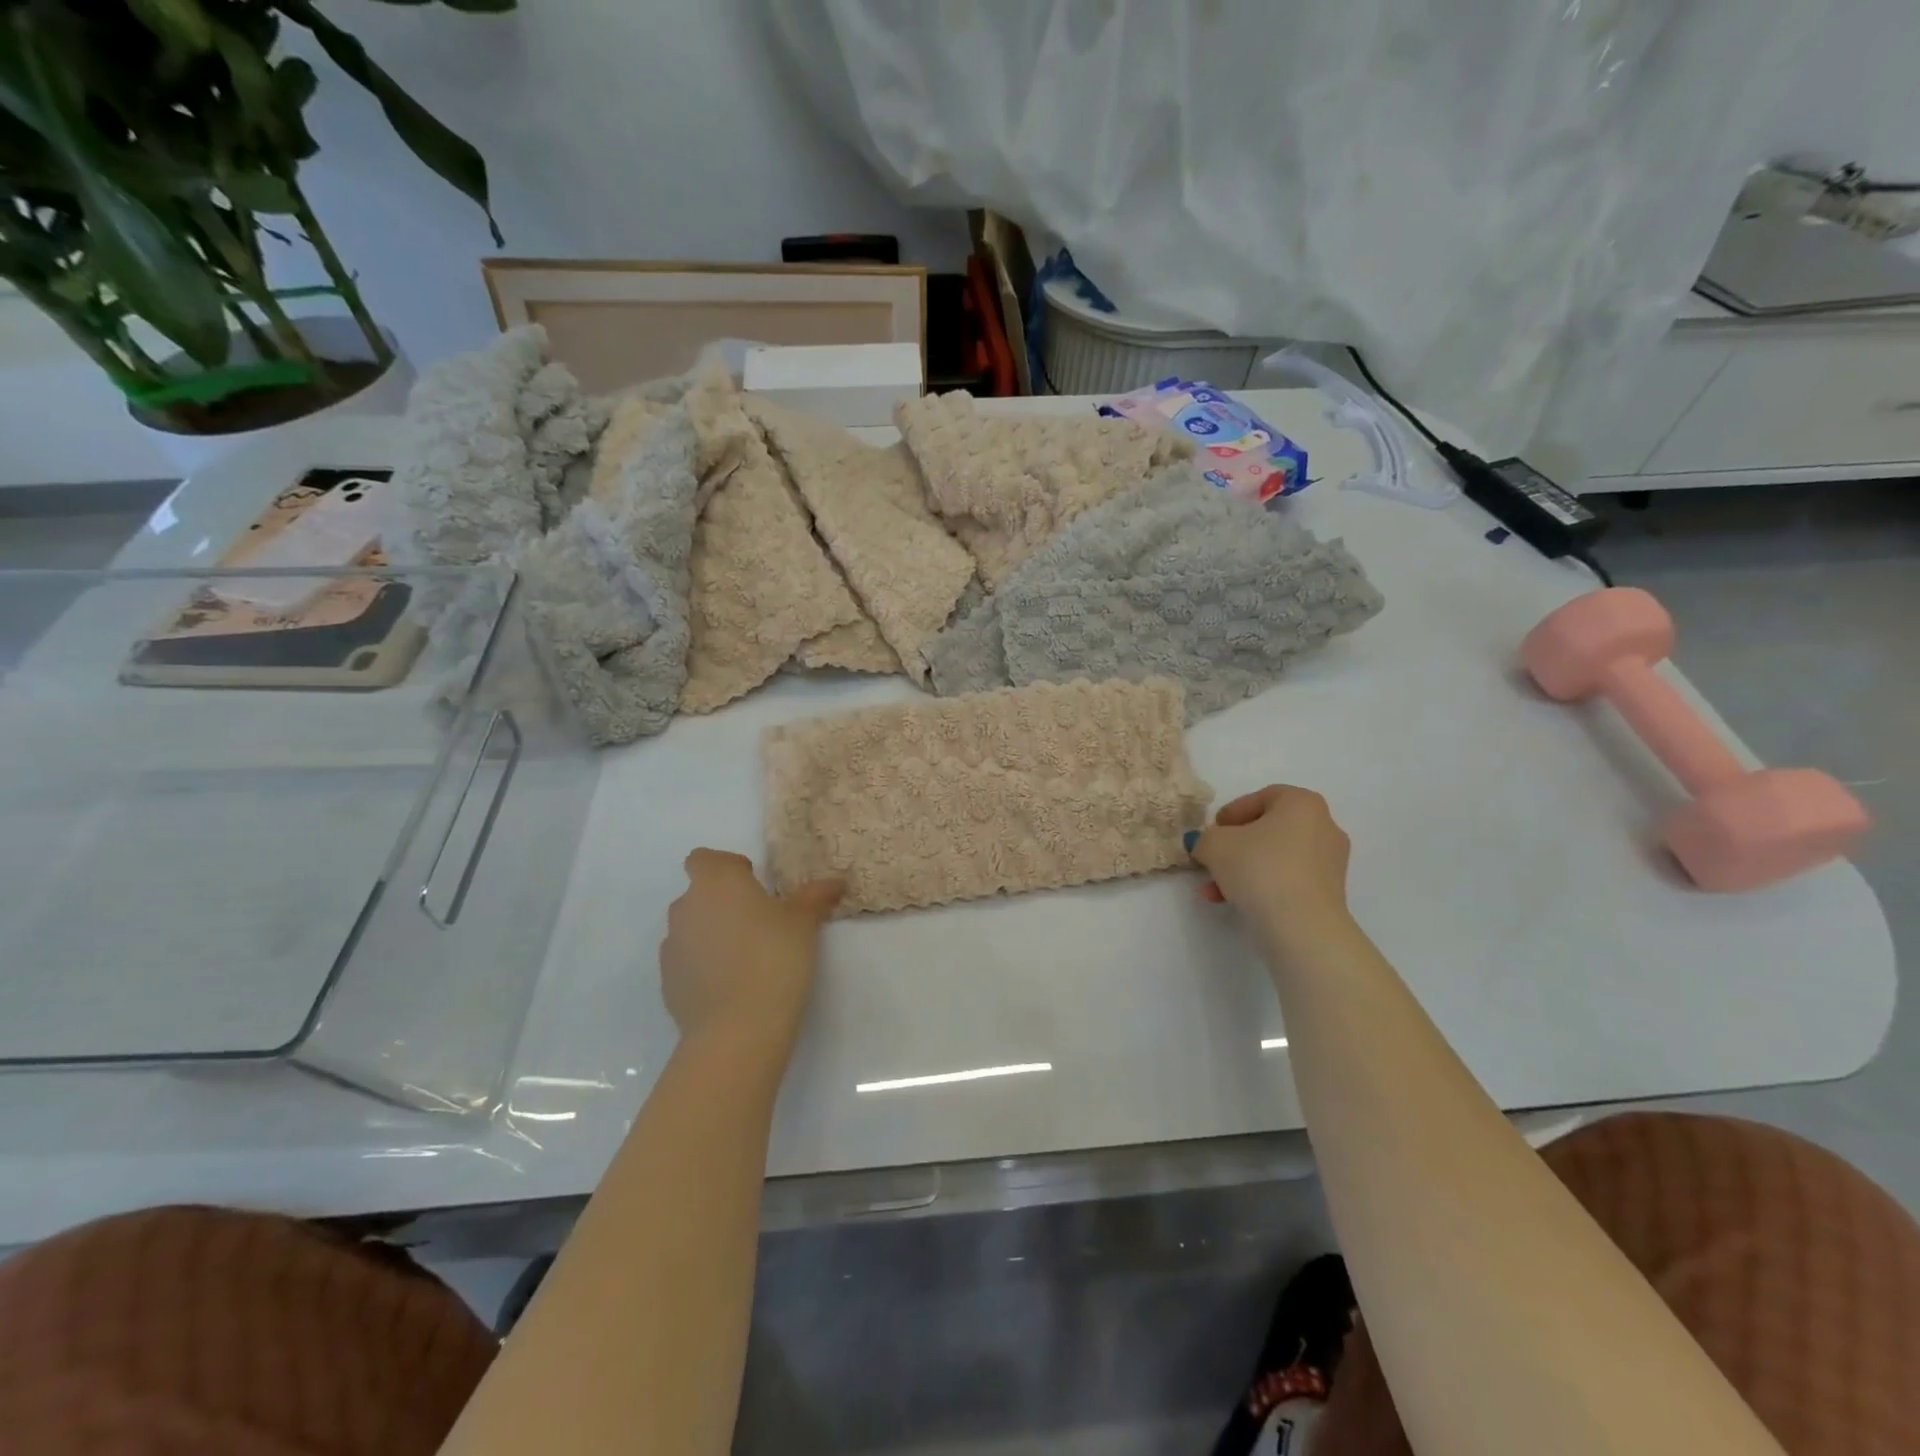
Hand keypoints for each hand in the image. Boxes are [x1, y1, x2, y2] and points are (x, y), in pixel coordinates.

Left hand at [660, 850, 842, 1053]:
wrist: (737, 1028)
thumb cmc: (773, 957)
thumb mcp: (804, 922)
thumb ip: (815, 897)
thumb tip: (835, 882)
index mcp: (716, 882)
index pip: (705, 859)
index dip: (728, 868)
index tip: (755, 887)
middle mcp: (686, 907)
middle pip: (700, 894)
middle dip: (725, 904)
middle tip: (759, 924)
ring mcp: (671, 947)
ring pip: (692, 929)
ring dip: (713, 935)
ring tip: (747, 959)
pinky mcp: (667, 983)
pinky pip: (687, 963)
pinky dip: (704, 967)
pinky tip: (732, 986)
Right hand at [1189, 785, 1351, 933]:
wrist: (1301, 924)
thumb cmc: (1259, 868)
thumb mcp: (1214, 845)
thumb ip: (1205, 838)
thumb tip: (1206, 845)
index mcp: (1302, 803)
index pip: (1261, 797)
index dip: (1231, 813)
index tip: (1212, 832)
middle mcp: (1324, 825)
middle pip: (1269, 829)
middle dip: (1236, 846)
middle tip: (1213, 860)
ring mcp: (1331, 860)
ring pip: (1276, 857)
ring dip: (1244, 869)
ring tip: (1216, 890)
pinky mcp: (1331, 891)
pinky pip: (1289, 879)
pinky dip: (1264, 885)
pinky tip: (1237, 902)